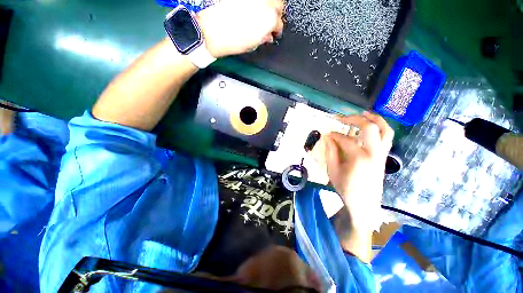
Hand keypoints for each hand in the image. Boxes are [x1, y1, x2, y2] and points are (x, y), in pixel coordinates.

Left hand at [196, 0, 283, 57]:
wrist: (211, 31)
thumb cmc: (232, 42)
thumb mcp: (252, 44)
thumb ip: (263, 38)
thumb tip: (268, 36)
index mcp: (269, 20)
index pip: (279, 23)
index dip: (277, 30)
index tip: (274, 33)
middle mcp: (264, 3)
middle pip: (278, 4)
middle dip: (276, 13)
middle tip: (271, 20)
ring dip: (269, 4)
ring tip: (263, 12)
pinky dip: (256, 2)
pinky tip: (253, 7)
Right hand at [323, 111, 393, 229]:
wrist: (364, 204)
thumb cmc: (346, 188)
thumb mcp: (333, 171)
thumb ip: (330, 152)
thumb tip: (328, 138)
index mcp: (359, 158)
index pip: (345, 139)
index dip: (334, 135)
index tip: (326, 134)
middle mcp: (374, 153)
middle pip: (369, 128)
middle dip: (354, 119)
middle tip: (342, 118)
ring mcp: (382, 154)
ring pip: (385, 130)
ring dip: (375, 119)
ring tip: (364, 113)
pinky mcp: (384, 156)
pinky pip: (387, 137)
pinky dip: (381, 127)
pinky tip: (372, 125)